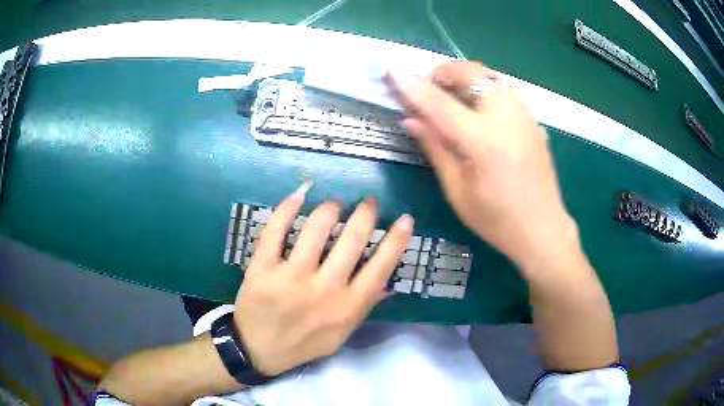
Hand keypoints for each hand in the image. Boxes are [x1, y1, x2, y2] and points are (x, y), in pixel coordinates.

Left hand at [233, 194, 412, 375]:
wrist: (259, 350)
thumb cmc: (304, 342)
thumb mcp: (342, 333)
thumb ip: (364, 307)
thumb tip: (388, 282)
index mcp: (347, 306)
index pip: (381, 267)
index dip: (396, 240)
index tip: (405, 219)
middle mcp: (323, 289)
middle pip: (352, 240)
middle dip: (366, 213)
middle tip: (368, 202)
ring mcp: (290, 278)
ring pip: (316, 228)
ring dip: (330, 208)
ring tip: (335, 204)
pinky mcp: (262, 268)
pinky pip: (274, 231)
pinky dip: (287, 208)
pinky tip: (298, 197)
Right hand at [386, 62, 575, 270]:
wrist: (543, 229)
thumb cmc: (497, 220)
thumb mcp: (457, 191)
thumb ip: (435, 148)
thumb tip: (410, 119)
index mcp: (483, 140)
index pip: (439, 102)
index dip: (412, 85)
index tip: (391, 70)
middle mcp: (506, 117)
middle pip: (469, 73)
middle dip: (442, 72)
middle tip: (425, 86)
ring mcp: (524, 115)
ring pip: (489, 75)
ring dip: (464, 76)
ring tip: (449, 93)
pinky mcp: (533, 119)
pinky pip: (503, 89)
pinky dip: (483, 87)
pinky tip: (477, 107)